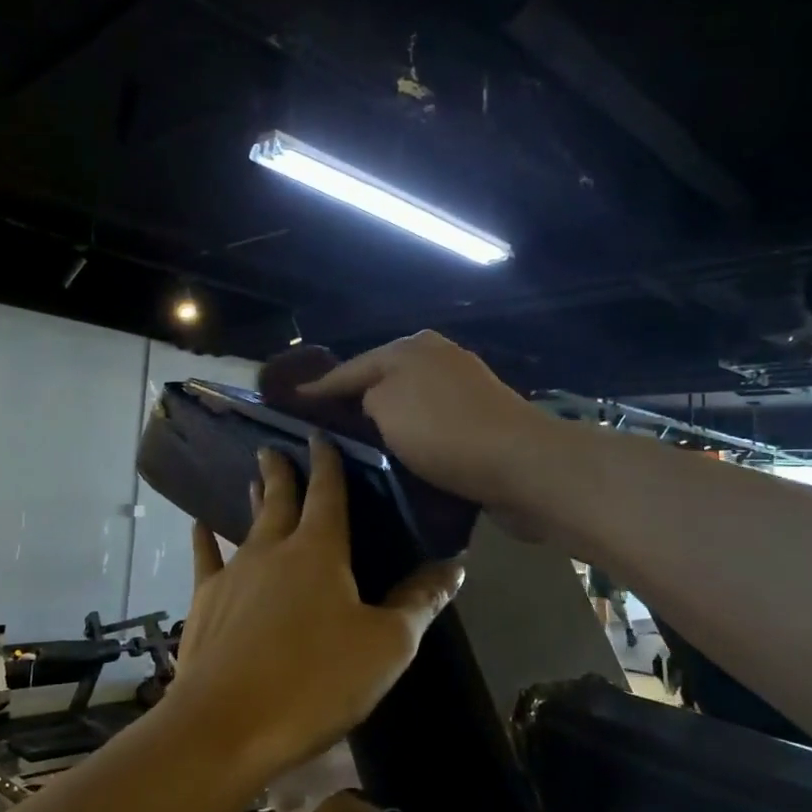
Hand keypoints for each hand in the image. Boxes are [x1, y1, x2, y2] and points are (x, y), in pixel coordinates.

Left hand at [167, 436, 463, 782]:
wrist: (227, 724)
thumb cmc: (316, 682)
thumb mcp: (386, 646)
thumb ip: (419, 602)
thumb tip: (455, 566)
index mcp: (319, 552)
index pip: (327, 494)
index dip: (327, 463)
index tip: (319, 435)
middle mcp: (273, 550)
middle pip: (281, 500)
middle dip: (282, 472)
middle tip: (272, 446)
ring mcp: (233, 573)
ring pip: (248, 526)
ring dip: (255, 501)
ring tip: (254, 479)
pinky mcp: (205, 601)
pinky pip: (205, 558)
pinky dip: (203, 539)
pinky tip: (198, 525)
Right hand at [297, 331, 548, 515]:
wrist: (520, 464)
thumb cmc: (443, 430)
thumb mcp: (386, 404)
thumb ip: (364, 396)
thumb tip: (370, 402)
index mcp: (411, 347)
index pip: (351, 367)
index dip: (319, 387)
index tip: (291, 401)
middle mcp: (437, 358)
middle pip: (381, 379)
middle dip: (353, 399)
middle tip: (321, 424)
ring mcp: (463, 387)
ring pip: (407, 401)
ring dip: (384, 418)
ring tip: (355, 441)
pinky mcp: (480, 418)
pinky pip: (430, 423)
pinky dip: (411, 433)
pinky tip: (399, 451)